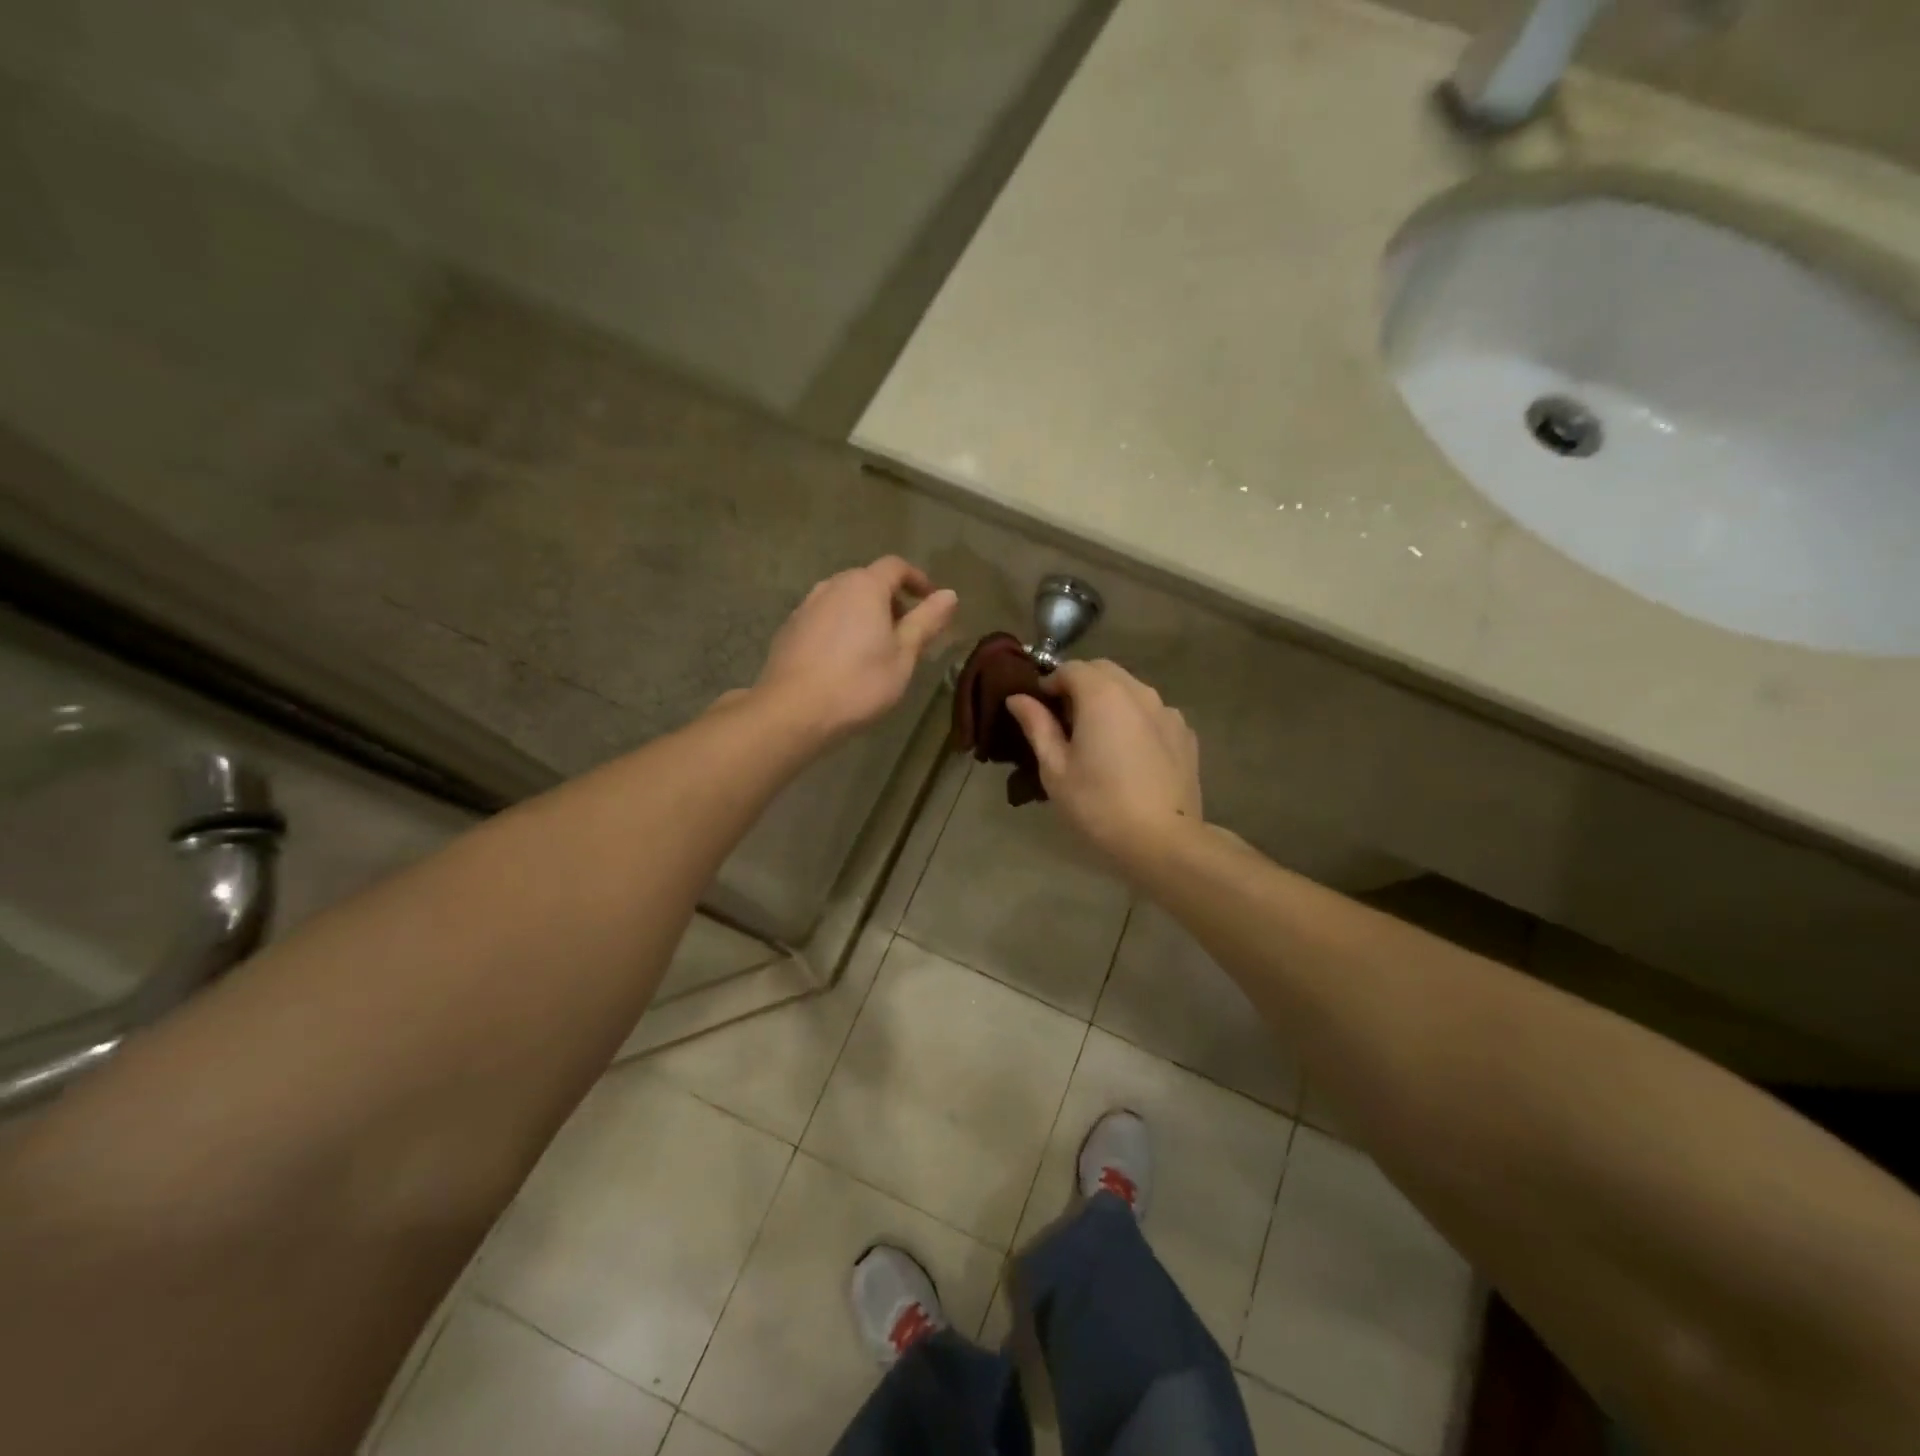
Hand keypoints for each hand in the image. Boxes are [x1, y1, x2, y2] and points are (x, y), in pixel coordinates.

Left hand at [754, 556, 958, 744]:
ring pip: (843, 599)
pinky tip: (843, 659)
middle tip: (906, 631)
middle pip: (867, 580)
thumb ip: (926, 622)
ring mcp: (806, 606)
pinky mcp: (789, 629)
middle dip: (891, 599)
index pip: (896, 566)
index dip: (918, 579)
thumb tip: (949, 595)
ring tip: (875, 647)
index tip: (931, 601)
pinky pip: (824, 617)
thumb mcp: (903, 656)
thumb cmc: (859, 683)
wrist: (793, 710)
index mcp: (864, 586)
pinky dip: (840, 627)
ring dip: (864, 613)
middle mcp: (832, 586)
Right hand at [1006, 660, 1200, 868]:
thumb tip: (1018, 698)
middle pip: (1104, 671)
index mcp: (1102, 695)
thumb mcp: (1055, 768)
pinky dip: (1136, 719)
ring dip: (1110, 700)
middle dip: (1081, 685)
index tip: (1040, 708)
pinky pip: (1153, 713)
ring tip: (1099, 737)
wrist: (1163, 841)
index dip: (1051, 682)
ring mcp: (1167, 712)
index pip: (1071, 668)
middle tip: (1066, 721)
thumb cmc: (1098, 804)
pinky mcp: (1185, 734)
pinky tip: (1130, 753)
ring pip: (1132, 690)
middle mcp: (1139, 692)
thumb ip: (1037, 726)